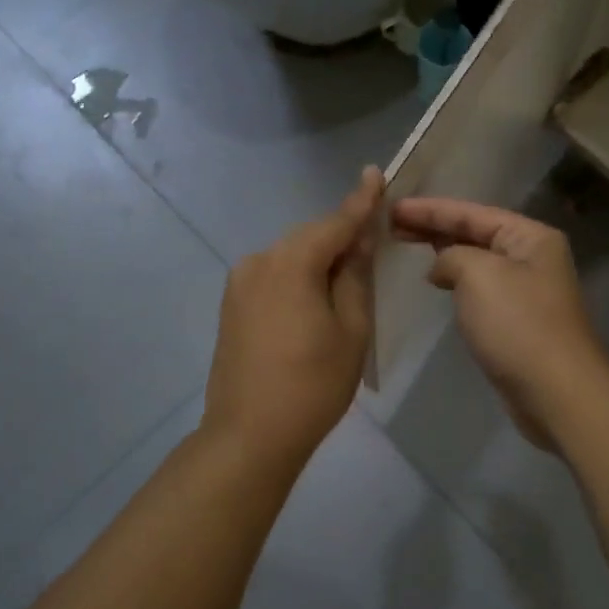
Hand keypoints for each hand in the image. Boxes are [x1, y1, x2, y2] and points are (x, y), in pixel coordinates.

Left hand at [204, 168, 383, 468]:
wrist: (249, 434)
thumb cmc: (312, 385)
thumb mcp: (351, 330)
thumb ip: (355, 277)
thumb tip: (359, 242)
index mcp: (291, 263)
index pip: (335, 222)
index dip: (361, 201)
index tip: (376, 173)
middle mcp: (259, 261)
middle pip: (310, 238)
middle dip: (341, 237)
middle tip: (373, 244)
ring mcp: (239, 284)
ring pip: (290, 257)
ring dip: (319, 261)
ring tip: (346, 282)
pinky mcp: (231, 305)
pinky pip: (273, 277)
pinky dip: (297, 278)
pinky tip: (313, 300)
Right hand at [391, 197, 608, 449]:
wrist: (555, 391)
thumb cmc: (517, 325)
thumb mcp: (479, 274)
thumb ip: (452, 256)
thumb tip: (442, 268)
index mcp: (530, 237)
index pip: (472, 212)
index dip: (429, 209)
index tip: (391, 207)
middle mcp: (531, 257)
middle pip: (474, 233)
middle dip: (433, 228)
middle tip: (390, 225)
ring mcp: (525, 290)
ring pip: (475, 261)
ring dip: (443, 252)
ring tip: (406, 245)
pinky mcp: (516, 321)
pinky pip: (478, 289)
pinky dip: (455, 281)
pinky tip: (436, 283)